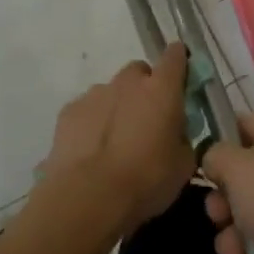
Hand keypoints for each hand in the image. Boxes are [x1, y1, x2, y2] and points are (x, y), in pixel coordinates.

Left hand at [37, 43, 195, 232]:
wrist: (89, 197)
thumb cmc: (146, 180)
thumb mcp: (183, 165)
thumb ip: (183, 139)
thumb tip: (176, 134)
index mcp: (162, 89)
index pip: (175, 56)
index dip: (179, 63)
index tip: (181, 79)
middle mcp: (128, 82)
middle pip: (139, 72)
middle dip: (145, 89)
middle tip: (147, 121)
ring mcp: (95, 93)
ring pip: (112, 91)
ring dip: (118, 107)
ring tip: (116, 144)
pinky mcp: (69, 110)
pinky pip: (88, 109)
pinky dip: (92, 122)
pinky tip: (92, 151)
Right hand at [200, 113, 253, 253]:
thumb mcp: (242, 169)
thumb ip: (217, 156)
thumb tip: (215, 161)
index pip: (246, 126)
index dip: (221, 142)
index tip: (200, 165)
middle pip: (244, 182)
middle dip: (223, 207)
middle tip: (218, 219)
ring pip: (251, 223)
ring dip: (232, 243)